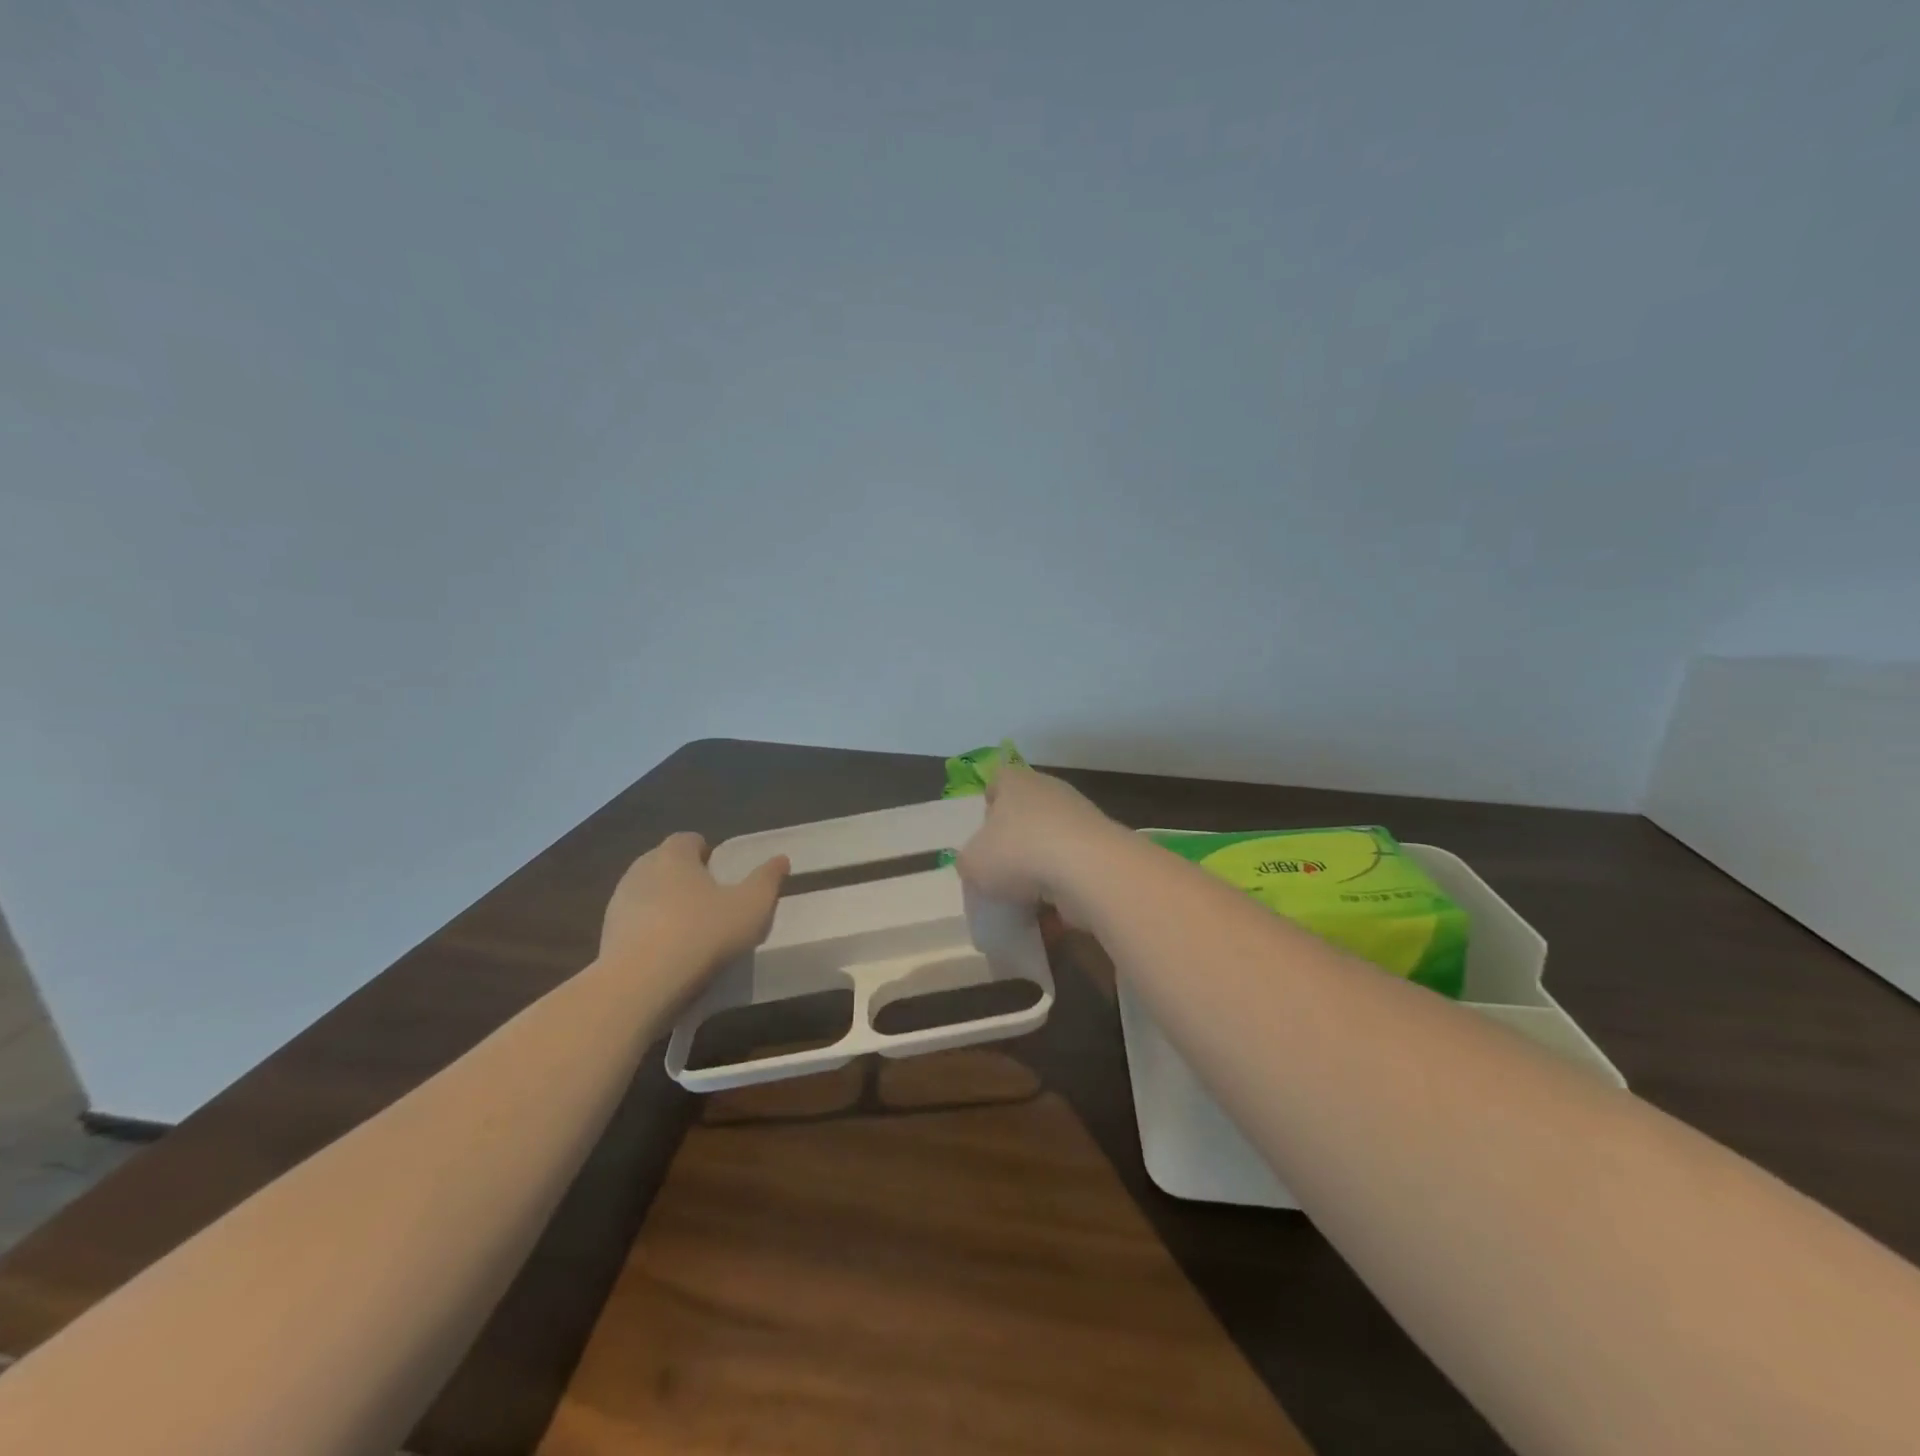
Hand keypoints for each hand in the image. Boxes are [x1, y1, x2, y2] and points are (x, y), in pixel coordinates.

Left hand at [600, 832, 788, 975]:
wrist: (639, 987)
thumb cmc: (702, 934)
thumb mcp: (751, 906)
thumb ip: (768, 879)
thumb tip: (780, 859)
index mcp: (673, 855)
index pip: (688, 839)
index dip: (707, 853)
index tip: (723, 874)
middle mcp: (640, 871)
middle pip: (665, 864)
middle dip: (686, 878)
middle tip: (713, 903)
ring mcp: (618, 905)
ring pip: (648, 895)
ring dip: (666, 907)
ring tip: (692, 934)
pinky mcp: (606, 938)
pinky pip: (635, 926)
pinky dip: (651, 934)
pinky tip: (670, 958)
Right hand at [958, 764, 1122, 914]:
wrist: (1088, 870)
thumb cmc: (1019, 853)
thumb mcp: (972, 863)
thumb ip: (969, 862)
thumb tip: (977, 866)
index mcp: (1016, 783)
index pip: (998, 781)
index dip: (989, 805)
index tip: (984, 833)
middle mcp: (1050, 792)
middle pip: (1026, 815)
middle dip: (1015, 844)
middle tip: (1001, 873)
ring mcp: (1081, 819)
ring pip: (1051, 845)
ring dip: (1040, 872)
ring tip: (1025, 903)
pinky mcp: (1102, 849)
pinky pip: (1073, 871)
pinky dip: (1063, 892)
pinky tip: (1051, 917)